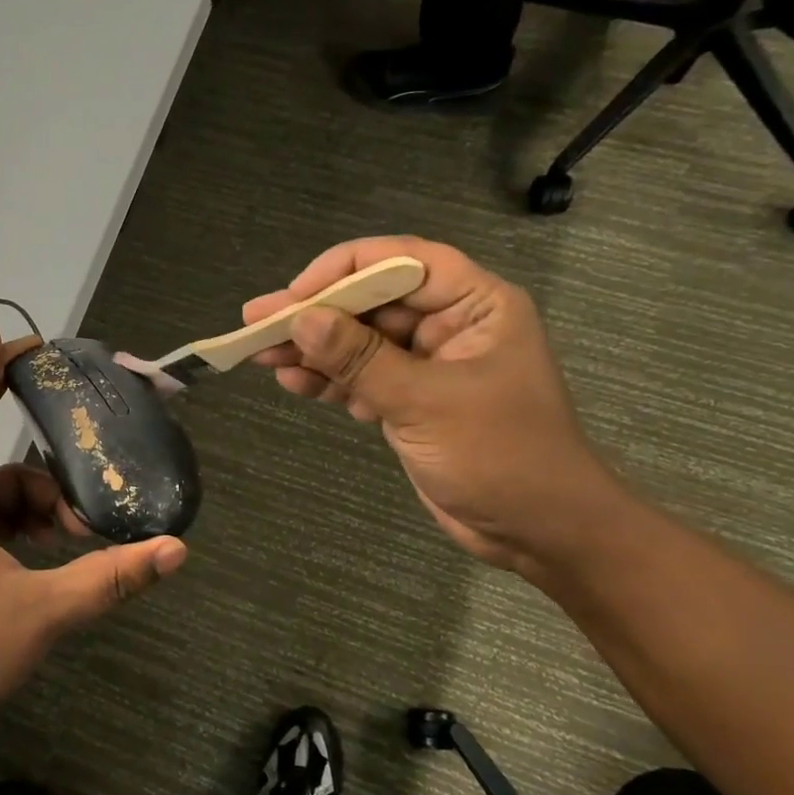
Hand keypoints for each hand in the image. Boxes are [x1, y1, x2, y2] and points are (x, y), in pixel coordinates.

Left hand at [0, 320, 186, 724]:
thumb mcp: (42, 610)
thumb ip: (109, 578)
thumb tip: (175, 551)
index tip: (2, 330)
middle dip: (48, 467)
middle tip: (92, 447)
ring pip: (6, 493)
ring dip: (48, 507)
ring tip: (87, 535)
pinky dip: (33, 526)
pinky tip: (65, 549)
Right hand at [244, 236, 620, 573]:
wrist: (538, 531)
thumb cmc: (501, 456)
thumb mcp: (425, 402)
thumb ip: (361, 359)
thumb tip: (302, 320)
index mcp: (474, 305)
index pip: (402, 263)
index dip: (344, 270)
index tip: (296, 296)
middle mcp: (449, 325)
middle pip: (371, 303)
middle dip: (314, 313)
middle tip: (255, 321)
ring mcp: (426, 365)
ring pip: (359, 342)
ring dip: (312, 349)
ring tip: (258, 353)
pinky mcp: (409, 401)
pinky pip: (361, 378)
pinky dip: (327, 381)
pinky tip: (290, 381)